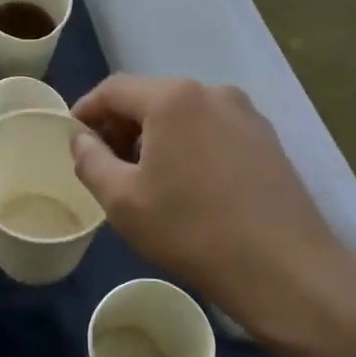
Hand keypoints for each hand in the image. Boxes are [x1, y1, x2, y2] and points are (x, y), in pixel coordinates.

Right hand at [70, 76, 355, 331]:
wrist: (283, 267)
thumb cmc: (191, 230)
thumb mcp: (122, 201)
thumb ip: (90, 161)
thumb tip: (81, 139)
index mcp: (173, 98)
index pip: (114, 89)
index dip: (86, 109)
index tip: (72, 136)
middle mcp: (212, 92)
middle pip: (151, 96)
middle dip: (121, 124)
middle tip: (105, 161)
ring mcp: (245, 113)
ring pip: (184, 113)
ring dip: (156, 135)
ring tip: (145, 176)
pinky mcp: (266, 138)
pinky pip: (213, 128)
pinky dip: (189, 143)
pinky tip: (188, 182)